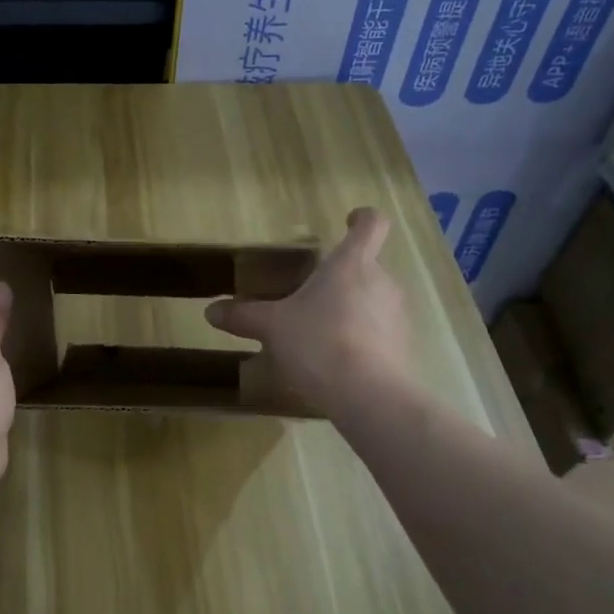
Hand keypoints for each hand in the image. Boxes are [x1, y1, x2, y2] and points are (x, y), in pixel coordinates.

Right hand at [206, 207, 411, 414]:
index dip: (362, 218)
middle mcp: (382, 281)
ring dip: (352, 310)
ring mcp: (398, 315)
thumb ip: (244, 316)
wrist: (369, 395)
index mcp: (352, 263)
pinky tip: (338, 363)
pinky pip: (381, 333)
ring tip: (321, 335)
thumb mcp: (273, 328)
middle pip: (367, 267)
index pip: (371, 224)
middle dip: (342, 278)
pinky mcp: (403, 347)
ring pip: (374, 301)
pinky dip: (362, 340)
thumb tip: (210, 310)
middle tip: (312, 297)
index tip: (349, 221)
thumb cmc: (319, 343)